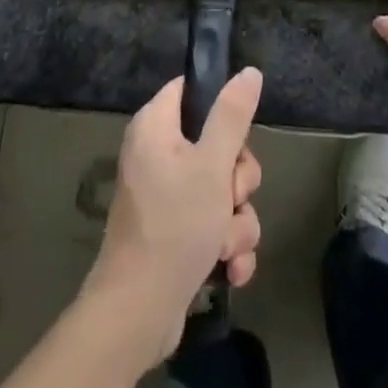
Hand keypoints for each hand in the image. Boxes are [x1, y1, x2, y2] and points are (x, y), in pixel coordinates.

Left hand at [80, 68, 264, 363]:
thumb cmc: (174, 225)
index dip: (220, 106)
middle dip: (237, 179)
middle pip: (216, 144)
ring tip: (225, 245)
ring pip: (222, 191)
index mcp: (155, 126)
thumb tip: (249, 71)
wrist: (138, 315)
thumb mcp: (212, 164)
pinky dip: (227, 246)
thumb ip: (232, 116)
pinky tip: (231, 270)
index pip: (191, 90)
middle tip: (231, 196)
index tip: (237, 133)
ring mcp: (166, 197)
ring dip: (236, 221)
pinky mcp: (176, 235)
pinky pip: (214, 225)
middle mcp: (157, 155)